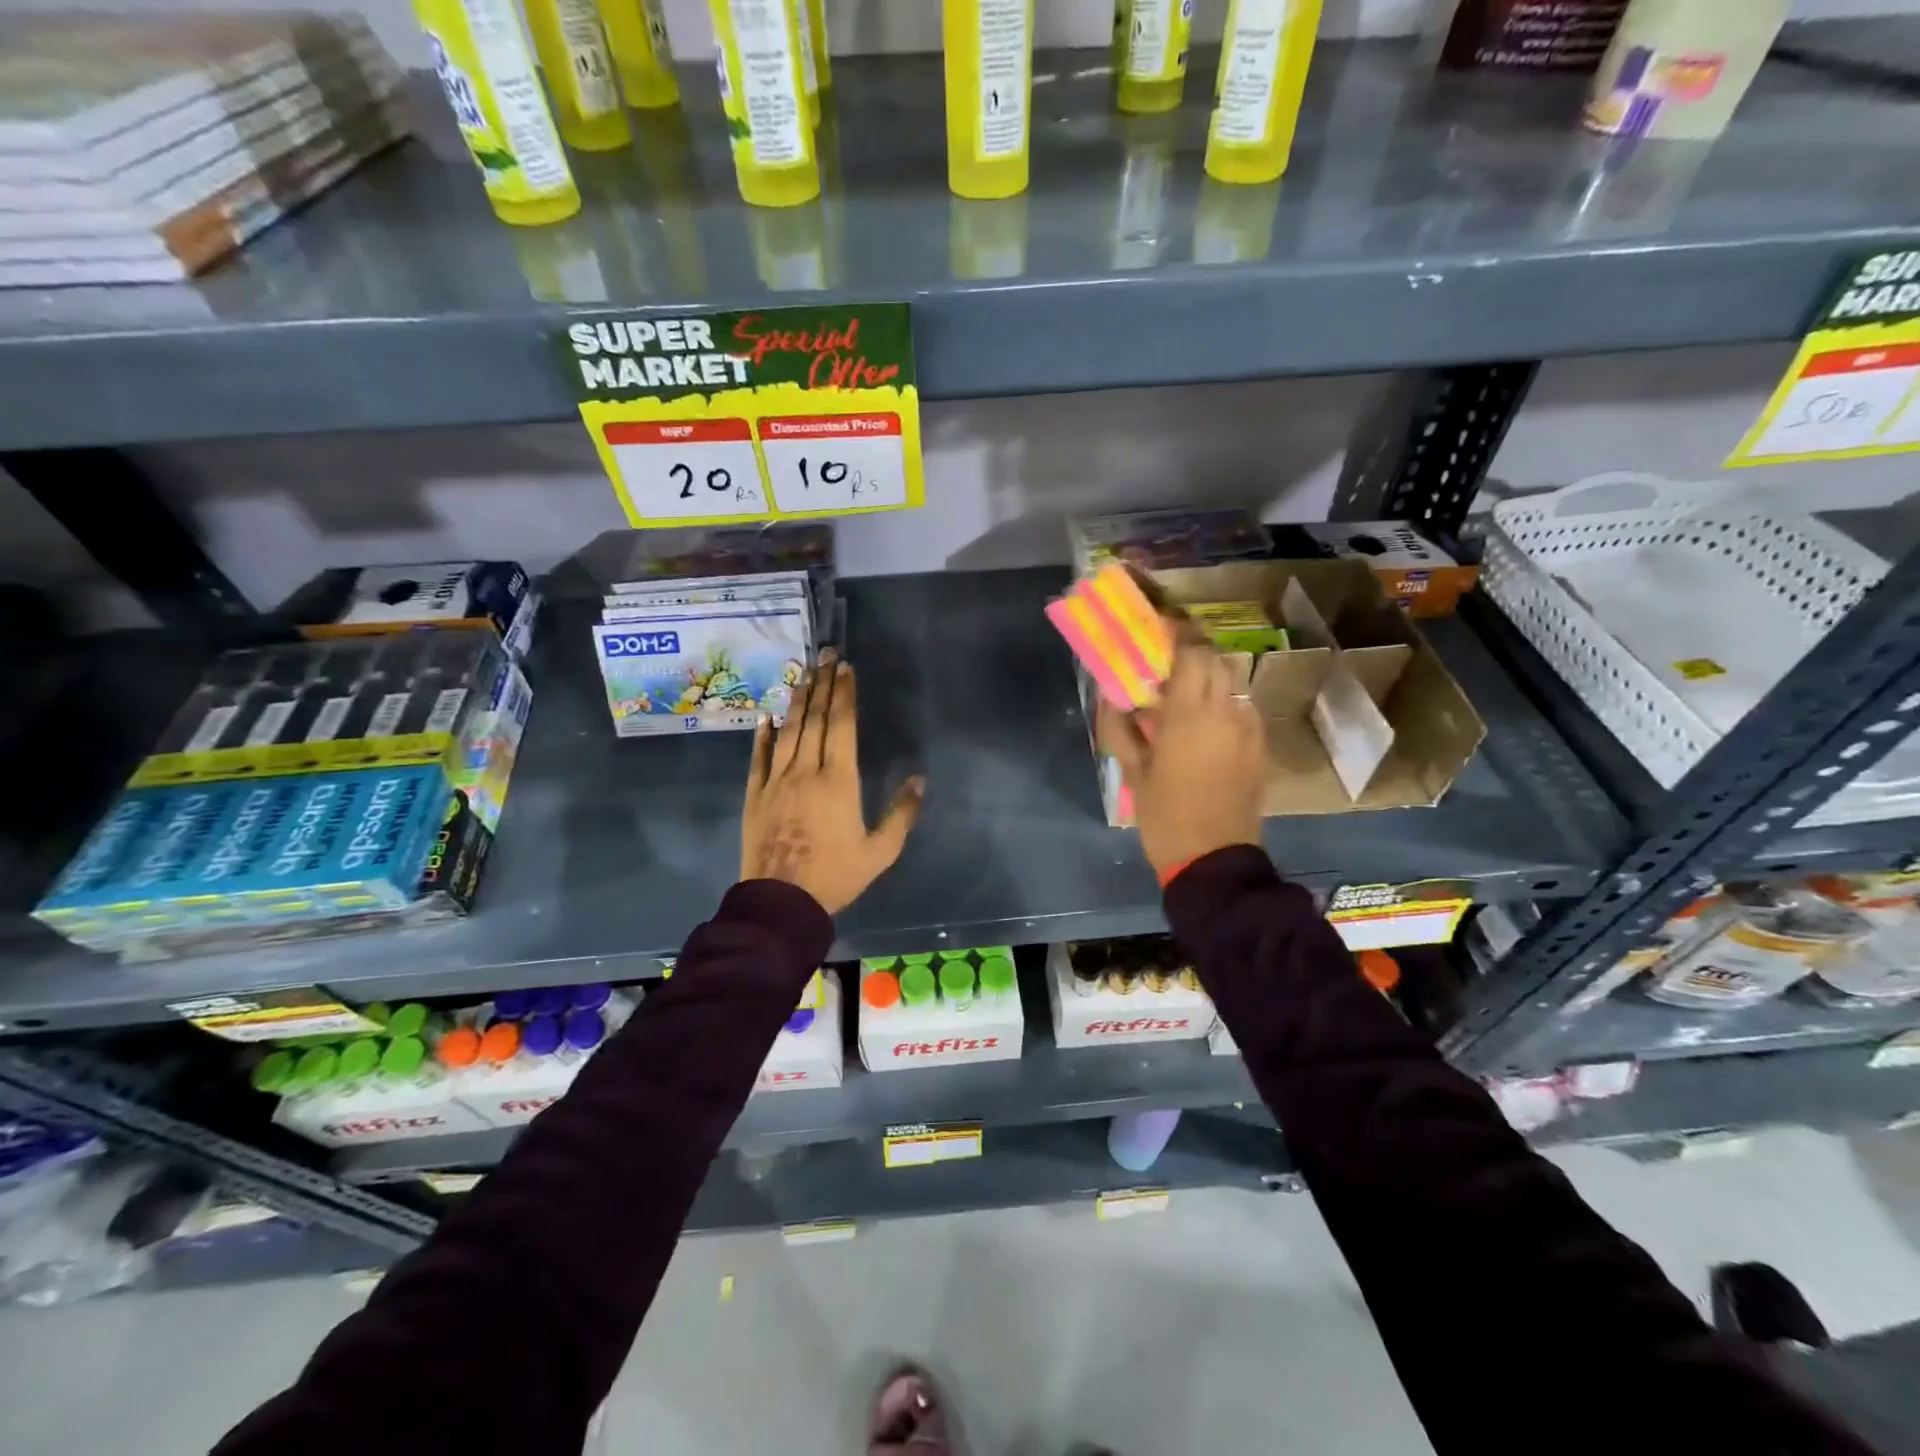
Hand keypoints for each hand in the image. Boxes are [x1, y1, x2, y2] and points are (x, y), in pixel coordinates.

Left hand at [742, 649, 924, 914]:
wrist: (781, 901)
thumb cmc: (836, 876)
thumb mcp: (880, 852)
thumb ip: (902, 815)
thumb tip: (920, 780)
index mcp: (839, 781)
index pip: (843, 727)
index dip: (845, 695)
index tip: (846, 669)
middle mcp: (806, 771)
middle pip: (816, 720)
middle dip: (823, 685)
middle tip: (826, 655)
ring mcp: (777, 780)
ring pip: (788, 731)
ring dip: (798, 701)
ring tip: (804, 674)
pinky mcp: (755, 794)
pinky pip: (759, 757)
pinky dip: (763, 734)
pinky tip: (767, 714)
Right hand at [1098, 640, 1265, 879]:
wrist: (1214, 861)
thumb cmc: (1165, 817)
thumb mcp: (1133, 773)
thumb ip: (1121, 728)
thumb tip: (1111, 696)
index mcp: (1190, 714)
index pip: (1192, 652)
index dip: (1177, 633)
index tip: (1158, 626)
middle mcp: (1226, 711)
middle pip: (1215, 660)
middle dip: (1191, 654)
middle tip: (1164, 664)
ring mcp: (1248, 729)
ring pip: (1230, 684)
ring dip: (1207, 679)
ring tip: (1181, 695)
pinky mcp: (1258, 747)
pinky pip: (1240, 709)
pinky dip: (1221, 704)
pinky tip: (1202, 726)